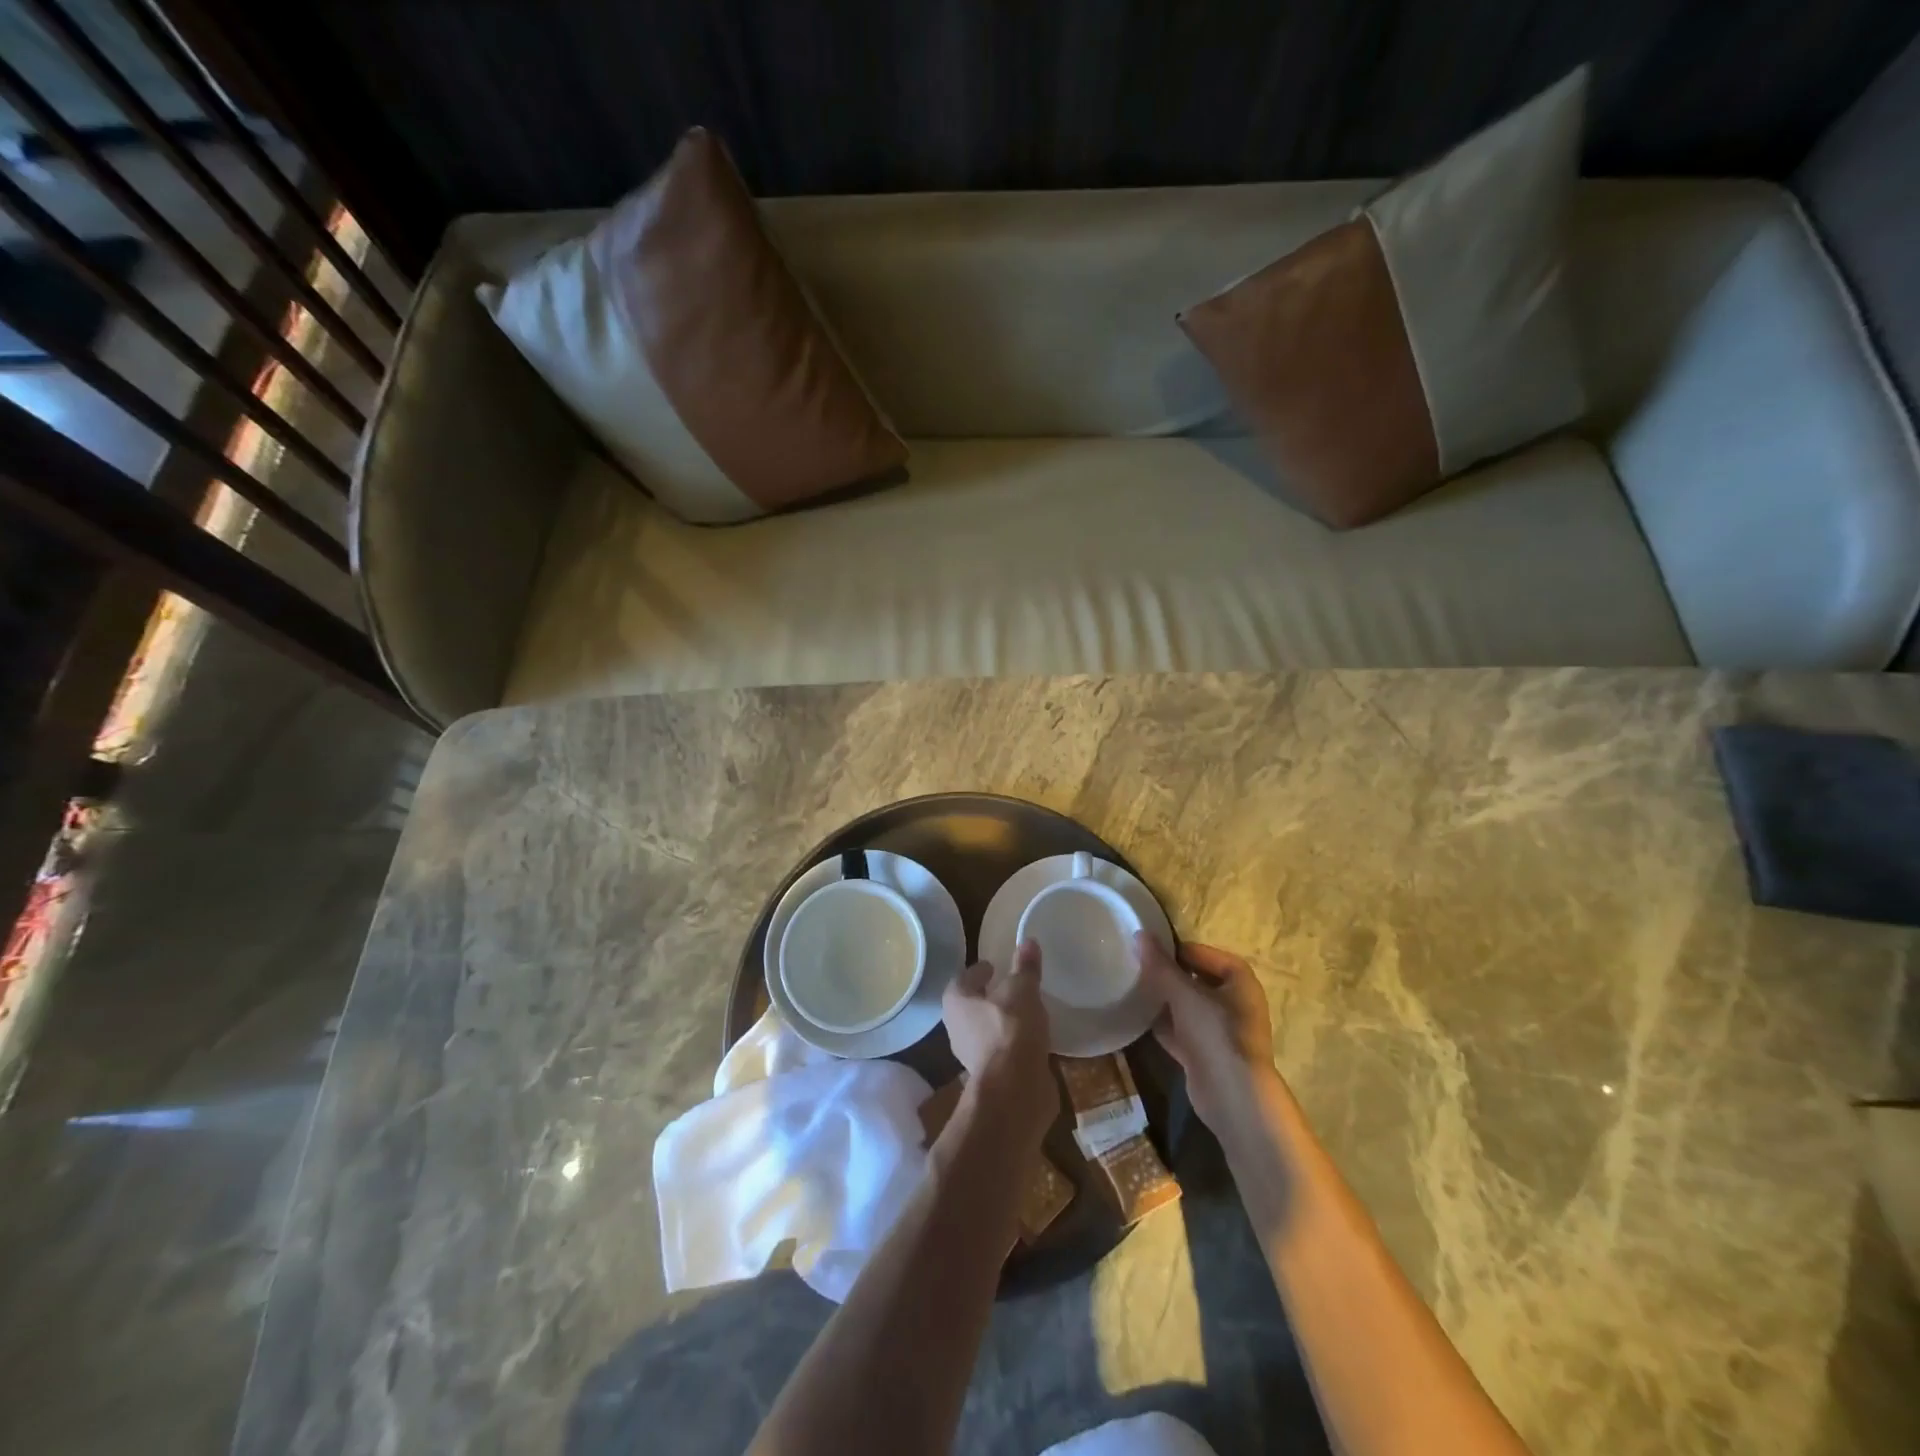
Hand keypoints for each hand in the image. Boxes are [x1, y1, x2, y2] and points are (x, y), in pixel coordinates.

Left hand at [942, 940, 1053, 1144]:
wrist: (1014, 1089)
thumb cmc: (1010, 1029)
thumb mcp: (1022, 990)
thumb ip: (1025, 967)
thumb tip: (1028, 940)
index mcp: (956, 1001)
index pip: (963, 978)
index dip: (978, 971)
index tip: (995, 966)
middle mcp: (956, 1027)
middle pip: (971, 1006)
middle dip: (988, 997)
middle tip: (1010, 987)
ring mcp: (972, 1056)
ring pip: (986, 1030)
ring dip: (1001, 1021)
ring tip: (1025, 1011)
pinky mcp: (990, 1076)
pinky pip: (1002, 1051)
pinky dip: (1013, 1043)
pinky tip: (1032, 1039)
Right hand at [1137, 933, 1279, 1131]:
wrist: (1232, 1096)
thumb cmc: (1215, 1033)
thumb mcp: (1185, 994)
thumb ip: (1160, 965)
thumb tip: (1139, 934)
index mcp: (1239, 982)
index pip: (1206, 954)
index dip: (1179, 950)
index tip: (1150, 950)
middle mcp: (1234, 1003)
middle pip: (1196, 980)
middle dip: (1168, 975)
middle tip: (1137, 968)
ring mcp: (1220, 1031)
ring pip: (1187, 1007)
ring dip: (1164, 1000)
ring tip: (1134, 989)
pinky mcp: (1206, 1054)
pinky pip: (1181, 1031)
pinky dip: (1163, 1025)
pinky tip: (1138, 1018)